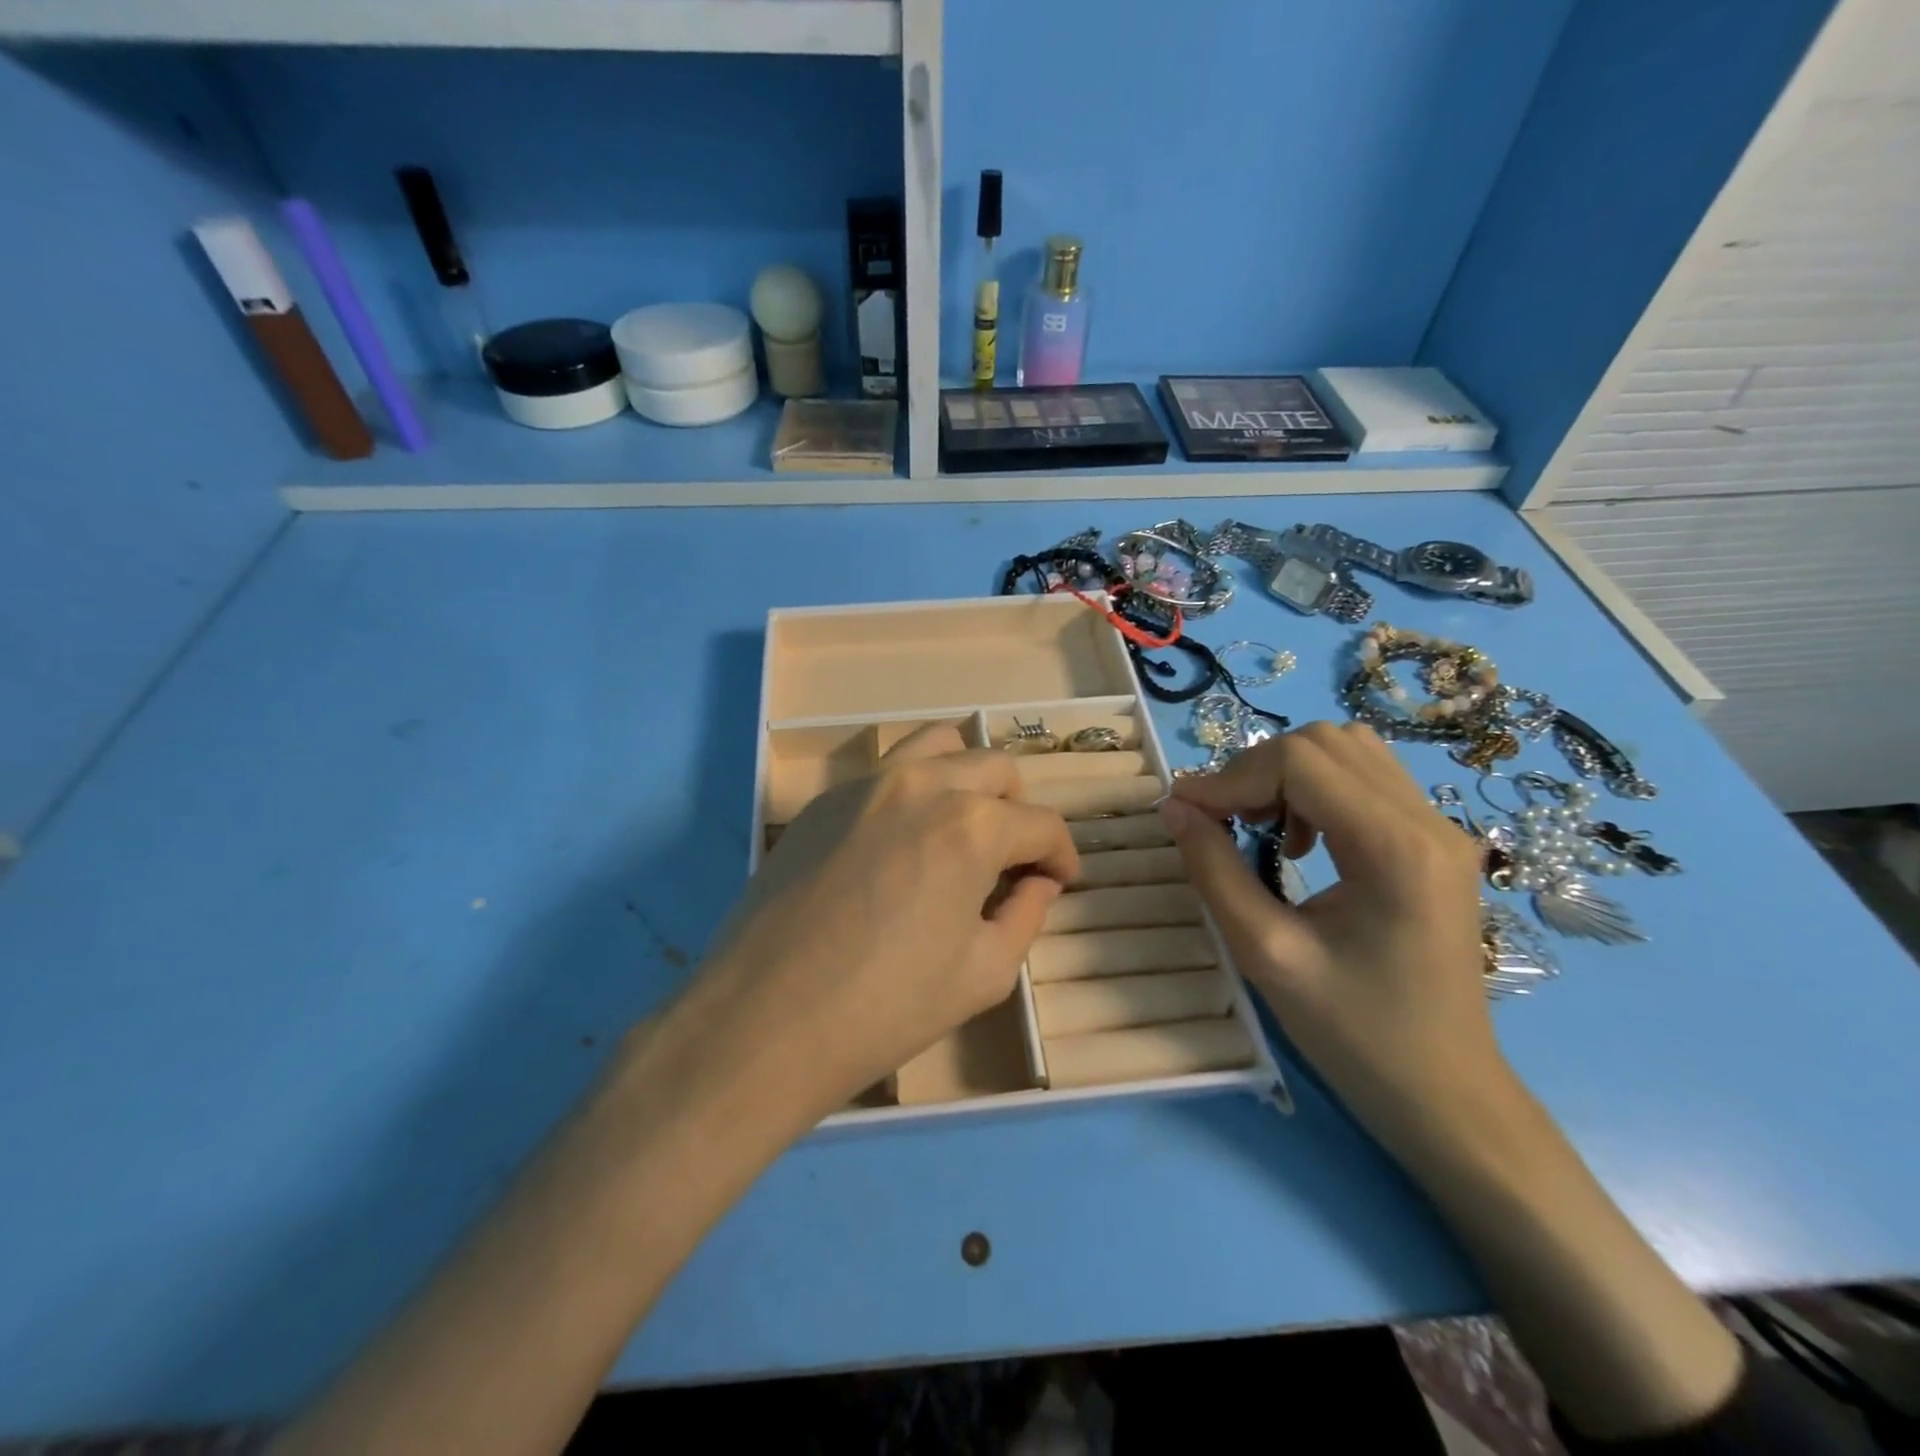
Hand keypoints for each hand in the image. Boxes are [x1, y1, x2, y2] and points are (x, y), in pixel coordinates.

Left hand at [686, 725, 1077, 1127]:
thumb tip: (1038, 882)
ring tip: (962, 827)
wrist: (765, 1019)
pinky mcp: (824, 799)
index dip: (1062, 854)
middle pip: (995, 768)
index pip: (1041, 823)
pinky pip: (886, 772)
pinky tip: (901, 843)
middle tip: (1011, 859)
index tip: (1061, 880)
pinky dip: (914, 791)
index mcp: (972, 825)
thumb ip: (1026, 915)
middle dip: (1018, 810)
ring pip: (938, 747)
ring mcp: (866, 784)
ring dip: (966, 779)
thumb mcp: (984, 974)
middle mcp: (923, 784)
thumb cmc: (886, 1007)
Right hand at [1157, 722, 1510, 1159]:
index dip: (1230, 776)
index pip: (1300, 761)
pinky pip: (1366, 779)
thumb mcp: (1266, 954)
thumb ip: (1215, 870)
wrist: (1444, 1094)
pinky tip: (1298, 840)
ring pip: (1346, 751)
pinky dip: (1315, 790)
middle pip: (1324, 743)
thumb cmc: (1354, 1035)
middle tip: (1221, 821)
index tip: (1185, 812)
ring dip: (1286, 775)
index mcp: (1396, 848)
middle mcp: (1429, 822)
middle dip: (1256, 771)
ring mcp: (1440, 829)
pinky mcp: (1435, 843)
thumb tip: (1174, 808)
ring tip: (1258, 826)